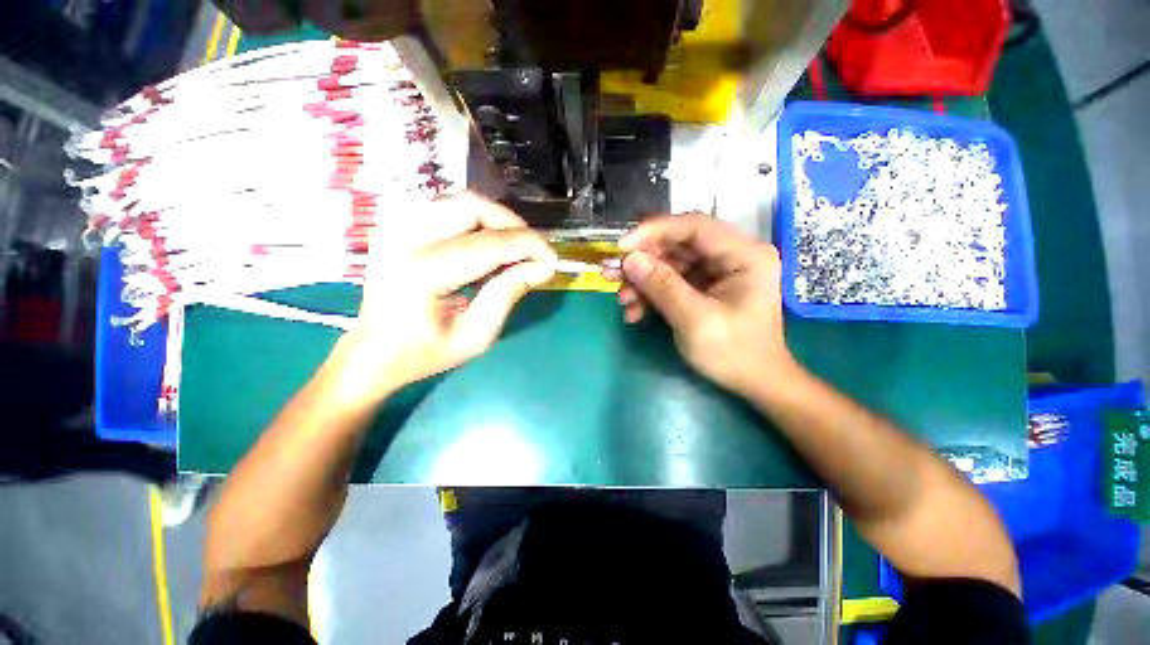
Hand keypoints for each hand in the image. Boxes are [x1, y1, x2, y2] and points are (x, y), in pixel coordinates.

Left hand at [330, 192, 555, 406]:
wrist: (372, 353)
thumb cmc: (424, 353)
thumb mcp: (476, 337)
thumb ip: (507, 295)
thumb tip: (541, 267)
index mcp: (422, 273)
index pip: (489, 244)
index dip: (528, 246)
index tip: (552, 259)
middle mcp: (404, 238)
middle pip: (472, 206)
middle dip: (513, 224)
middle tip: (532, 250)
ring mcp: (395, 227)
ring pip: (460, 201)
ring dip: (495, 220)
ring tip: (513, 249)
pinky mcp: (395, 226)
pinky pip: (446, 208)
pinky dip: (475, 221)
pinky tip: (485, 245)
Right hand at [617, 215, 794, 397]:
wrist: (753, 382)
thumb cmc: (733, 353)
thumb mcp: (695, 320)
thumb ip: (662, 286)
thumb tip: (629, 259)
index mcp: (744, 255)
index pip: (694, 226)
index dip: (655, 231)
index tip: (621, 247)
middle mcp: (731, 256)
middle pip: (678, 244)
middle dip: (643, 260)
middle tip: (612, 273)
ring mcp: (717, 272)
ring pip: (670, 264)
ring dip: (643, 280)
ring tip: (622, 300)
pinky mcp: (704, 287)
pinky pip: (671, 282)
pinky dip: (651, 294)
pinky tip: (635, 312)